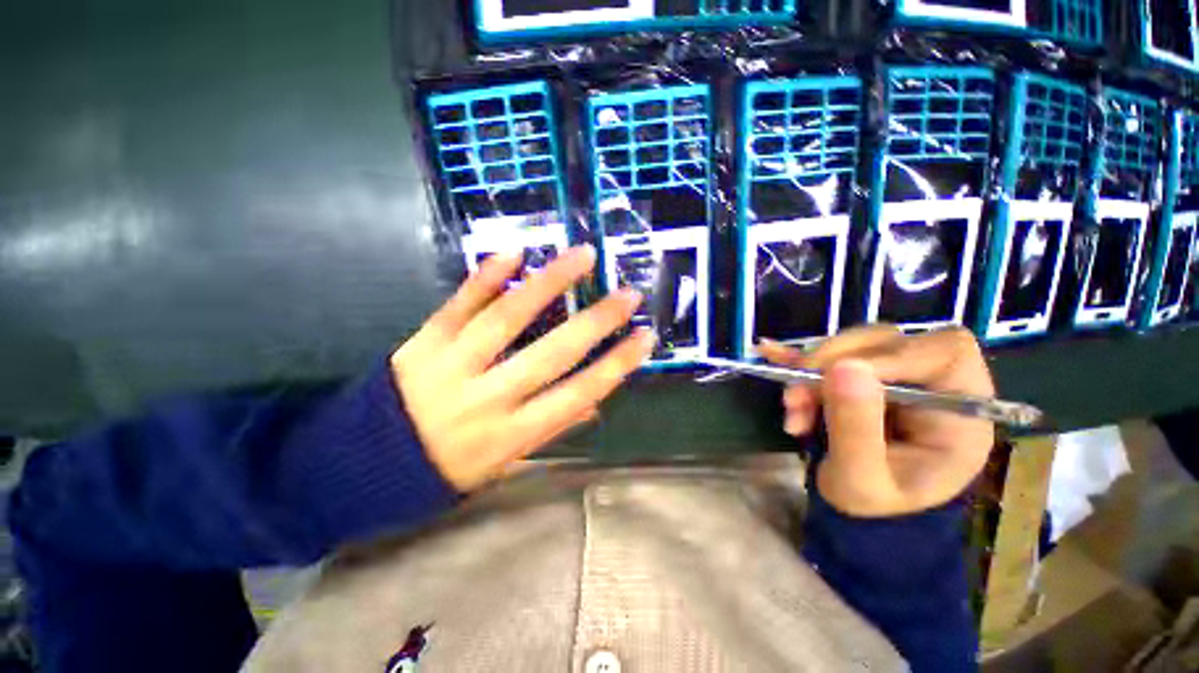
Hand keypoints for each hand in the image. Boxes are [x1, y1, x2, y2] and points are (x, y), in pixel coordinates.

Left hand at [391, 245, 653, 491]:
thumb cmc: (446, 469)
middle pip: (551, 353)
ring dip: (549, 283)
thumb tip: (595, 402)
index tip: (645, 338)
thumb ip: (550, 431)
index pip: (577, 394)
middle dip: (596, 321)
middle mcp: (487, 398)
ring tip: (582, 255)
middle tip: (628, 294)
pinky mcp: (423, 342)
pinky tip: (515, 253)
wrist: (362, 466)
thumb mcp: (504, 465)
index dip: (616, 365)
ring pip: (507, 318)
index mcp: (510, 434)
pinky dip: (486, 277)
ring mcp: (451, 365)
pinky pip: (459, 304)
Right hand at [759, 326, 995, 517]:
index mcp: (960, 411)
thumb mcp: (862, 481)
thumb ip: (857, 429)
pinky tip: (772, 355)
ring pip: (853, 346)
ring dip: (810, 371)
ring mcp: (897, 375)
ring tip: (791, 407)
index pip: (940, 352)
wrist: (865, 517)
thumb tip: (842, 367)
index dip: (885, 356)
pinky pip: (832, 354)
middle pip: (887, 341)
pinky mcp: (864, 374)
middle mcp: (934, 383)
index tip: (832, 378)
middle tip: (795, 398)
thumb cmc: (874, 507)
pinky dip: (800, 357)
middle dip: (830, 365)